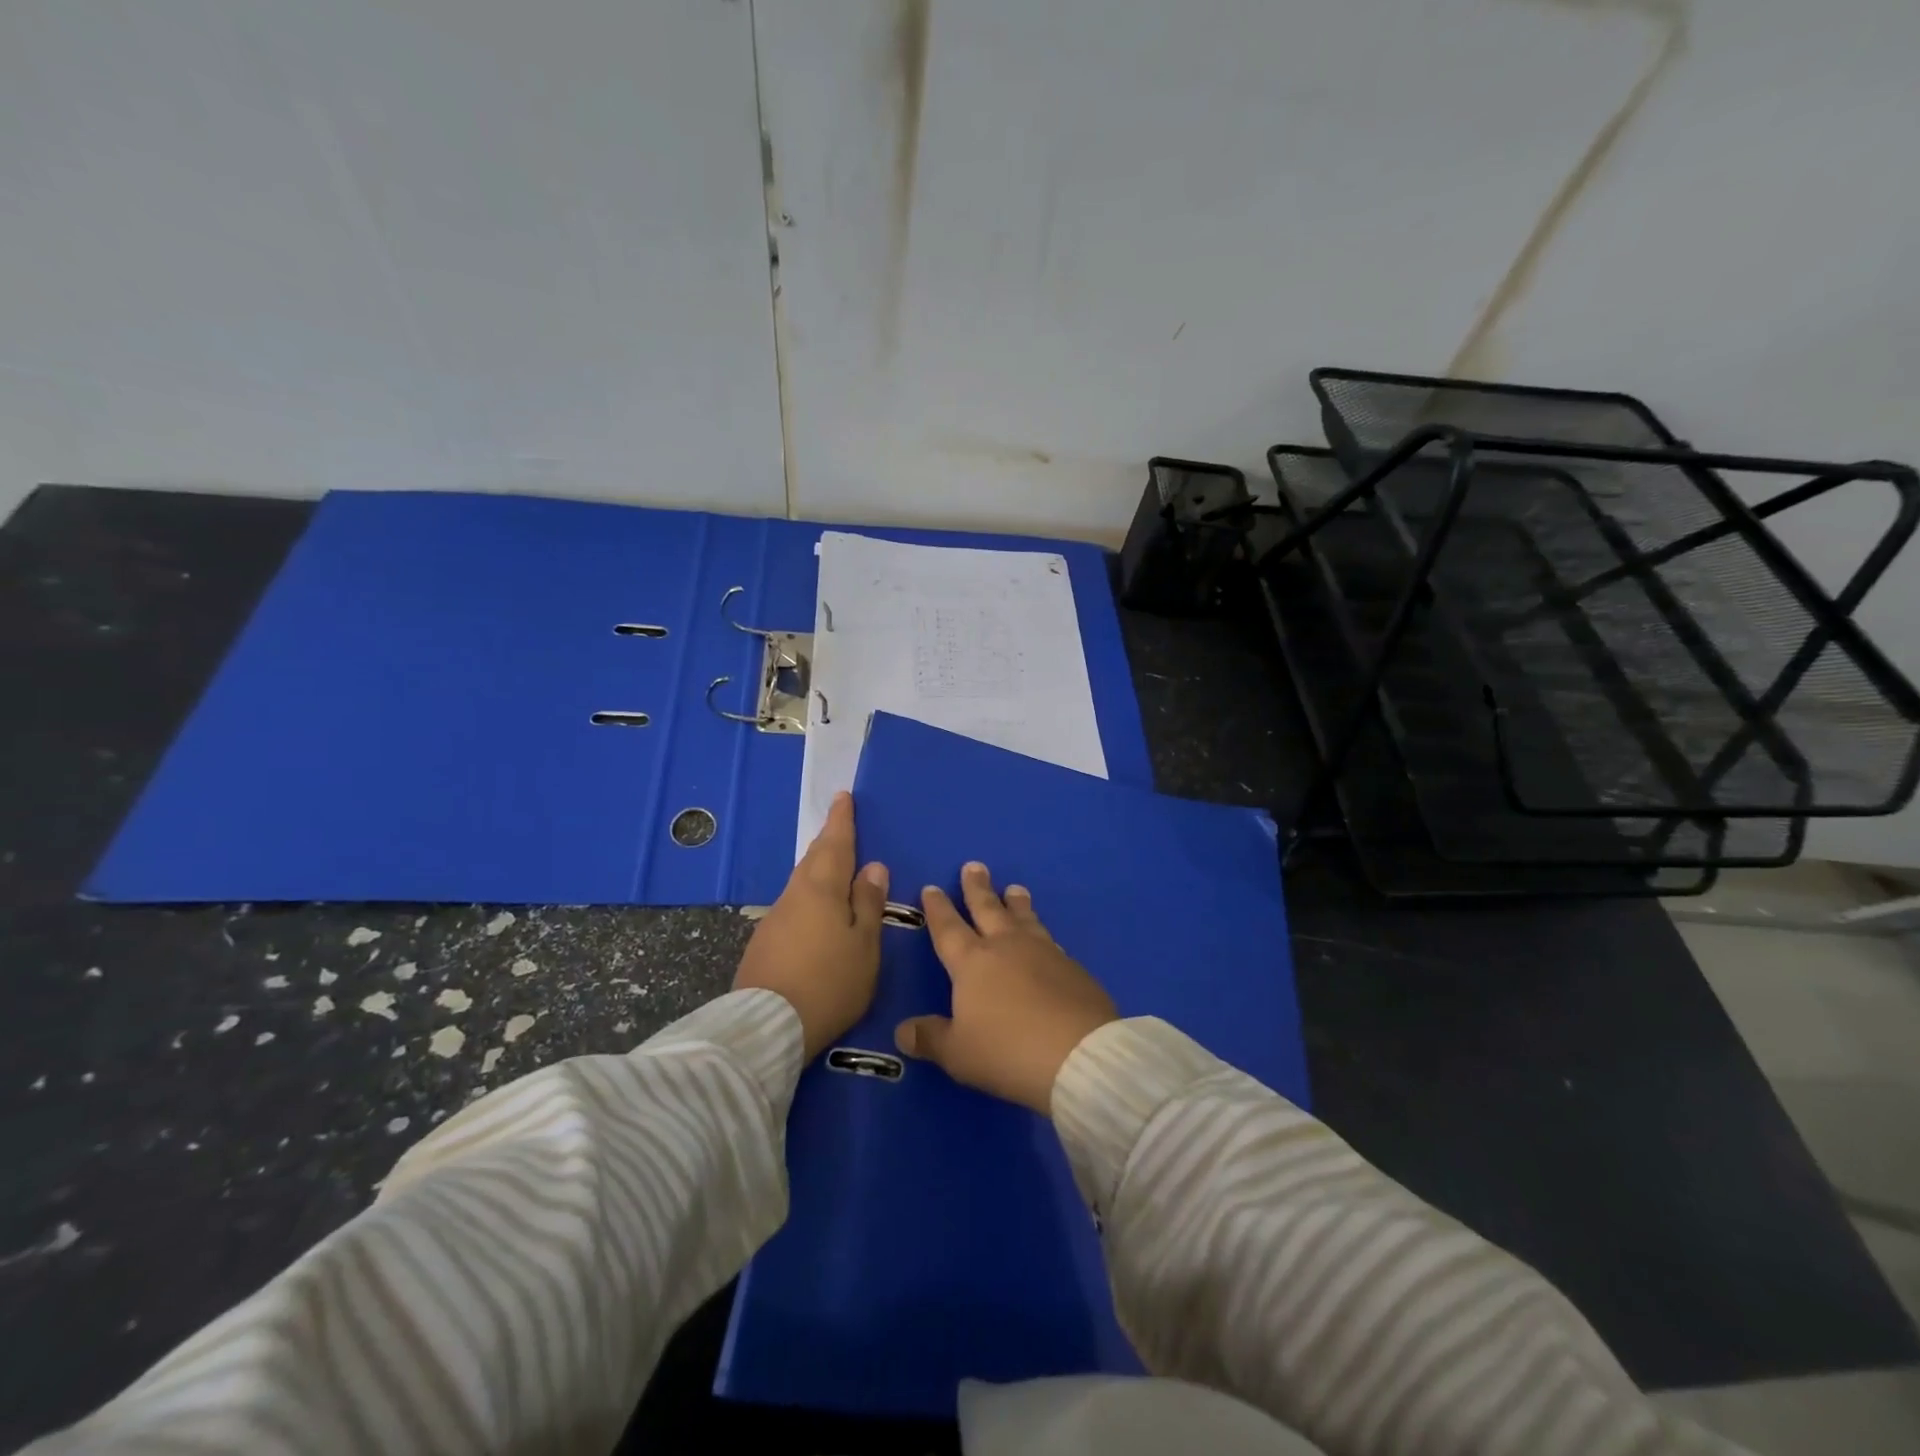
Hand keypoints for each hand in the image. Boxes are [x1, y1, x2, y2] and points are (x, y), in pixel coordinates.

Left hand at [735, 792, 888, 1060]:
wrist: (768, 1027)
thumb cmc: (830, 981)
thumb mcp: (864, 944)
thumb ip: (868, 903)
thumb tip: (873, 866)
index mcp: (822, 888)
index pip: (835, 844)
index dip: (841, 821)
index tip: (843, 797)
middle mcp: (795, 895)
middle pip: (813, 859)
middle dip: (828, 840)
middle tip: (839, 825)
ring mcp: (775, 918)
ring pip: (801, 881)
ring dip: (817, 867)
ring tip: (832, 863)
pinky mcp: (765, 942)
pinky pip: (793, 904)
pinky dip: (808, 895)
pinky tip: (814, 909)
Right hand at [894, 863, 1117, 1115]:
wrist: (1079, 1054)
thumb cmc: (1007, 1050)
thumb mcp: (958, 1053)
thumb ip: (930, 1038)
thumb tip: (903, 1032)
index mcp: (972, 962)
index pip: (948, 928)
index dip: (938, 908)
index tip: (931, 887)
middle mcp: (1006, 947)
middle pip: (988, 909)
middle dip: (977, 888)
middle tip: (974, 866)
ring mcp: (1043, 952)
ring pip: (1024, 918)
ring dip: (1016, 902)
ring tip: (1014, 888)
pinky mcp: (1072, 967)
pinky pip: (1050, 940)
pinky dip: (1041, 932)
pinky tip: (1045, 936)